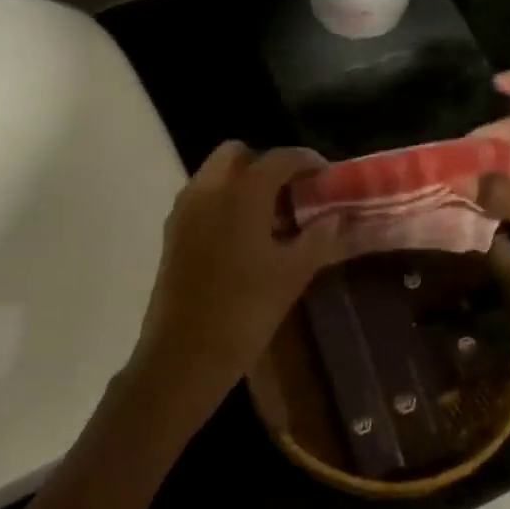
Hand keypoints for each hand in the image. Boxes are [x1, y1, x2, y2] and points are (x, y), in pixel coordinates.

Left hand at [127, 141, 350, 414]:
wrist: (185, 354)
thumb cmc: (245, 311)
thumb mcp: (293, 275)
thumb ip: (319, 239)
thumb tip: (337, 218)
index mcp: (242, 193)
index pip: (279, 158)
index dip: (306, 161)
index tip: (325, 176)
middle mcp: (207, 190)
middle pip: (237, 154)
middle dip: (266, 165)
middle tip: (292, 193)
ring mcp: (184, 211)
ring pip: (215, 175)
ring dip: (243, 183)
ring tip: (271, 217)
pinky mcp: (172, 233)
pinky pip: (201, 199)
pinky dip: (224, 202)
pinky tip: (245, 238)